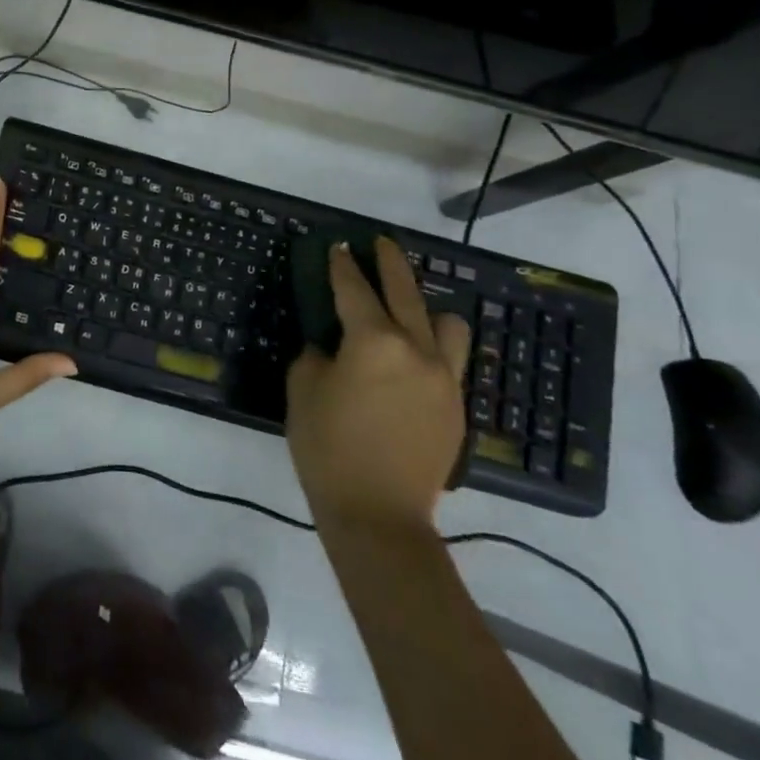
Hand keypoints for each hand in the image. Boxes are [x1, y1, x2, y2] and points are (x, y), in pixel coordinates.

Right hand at [286, 236, 470, 532]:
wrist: (379, 515)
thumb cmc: (328, 448)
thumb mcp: (303, 392)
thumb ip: (316, 356)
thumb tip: (330, 347)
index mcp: (374, 342)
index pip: (355, 291)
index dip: (343, 266)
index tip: (338, 246)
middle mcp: (417, 350)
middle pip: (406, 294)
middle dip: (390, 264)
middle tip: (380, 244)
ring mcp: (444, 379)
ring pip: (447, 324)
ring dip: (426, 308)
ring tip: (408, 310)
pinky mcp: (456, 406)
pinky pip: (451, 360)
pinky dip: (434, 346)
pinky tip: (413, 359)